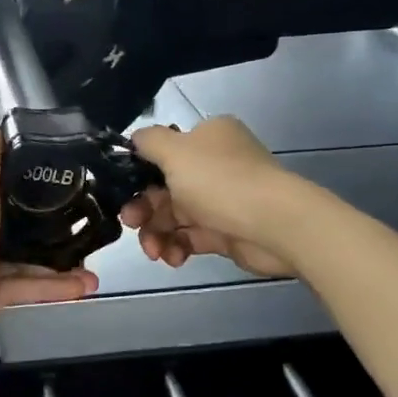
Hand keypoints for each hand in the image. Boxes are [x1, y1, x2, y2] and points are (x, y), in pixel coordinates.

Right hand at [122, 118, 301, 278]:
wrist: (275, 225)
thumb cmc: (220, 182)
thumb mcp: (175, 151)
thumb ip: (148, 142)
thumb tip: (135, 140)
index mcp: (206, 138)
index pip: (163, 153)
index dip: (138, 174)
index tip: (122, 194)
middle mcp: (214, 165)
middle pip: (164, 188)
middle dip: (144, 209)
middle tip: (132, 224)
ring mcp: (221, 200)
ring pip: (175, 216)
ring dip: (157, 233)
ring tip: (154, 251)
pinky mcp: (225, 231)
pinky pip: (190, 238)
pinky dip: (177, 247)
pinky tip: (173, 258)